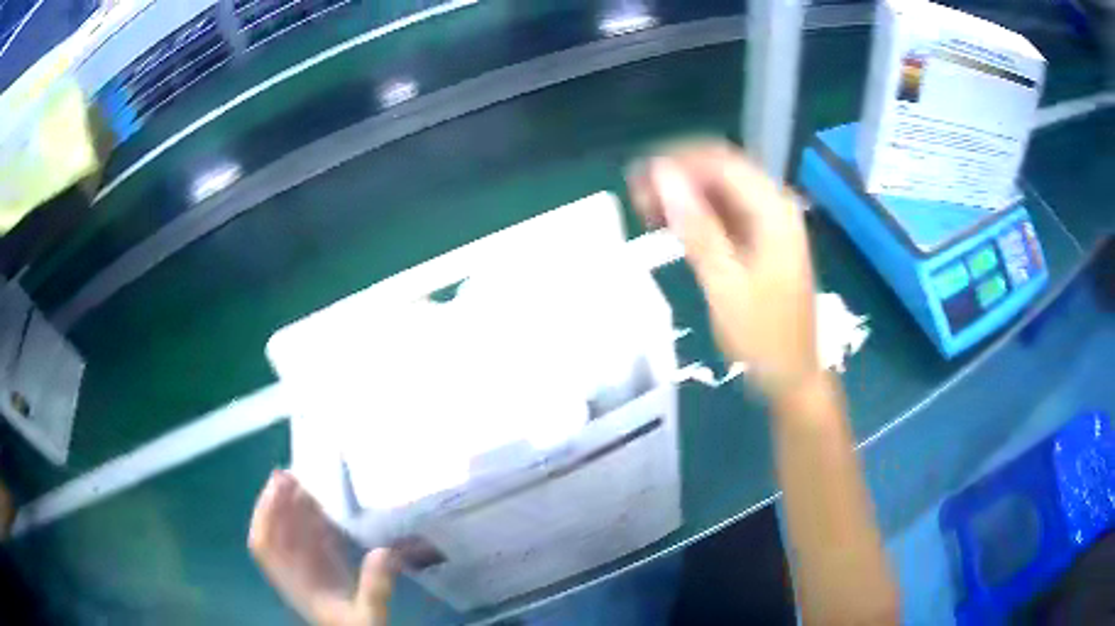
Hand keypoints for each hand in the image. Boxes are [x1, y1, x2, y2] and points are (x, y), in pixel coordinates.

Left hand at [248, 470, 395, 625]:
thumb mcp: (368, 616)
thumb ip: (374, 588)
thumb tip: (385, 551)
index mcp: (295, 583)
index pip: (264, 546)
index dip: (265, 515)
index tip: (276, 488)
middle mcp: (296, 572)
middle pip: (276, 533)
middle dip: (277, 502)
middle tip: (290, 473)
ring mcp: (310, 571)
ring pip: (292, 534)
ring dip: (293, 508)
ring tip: (303, 480)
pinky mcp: (327, 572)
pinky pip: (312, 542)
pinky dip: (312, 522)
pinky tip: (321, 507)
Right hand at [628, 141, 819, 399]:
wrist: (791, 374)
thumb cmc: (762, 336)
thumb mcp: (725, 283)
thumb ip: (696, 226)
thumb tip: (663, 176)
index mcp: (774, 210)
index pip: (721, 162)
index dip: (678, 162)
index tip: (639, 178)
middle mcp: (774, 207)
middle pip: (720, 172)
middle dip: (678, 177)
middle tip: (638, 197)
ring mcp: (769, 224)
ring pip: (720, 192)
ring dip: (684, 196)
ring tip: (646, 212)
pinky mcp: (760, 241)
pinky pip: (724, 214)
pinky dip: (697, 216)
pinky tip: (671, 228)